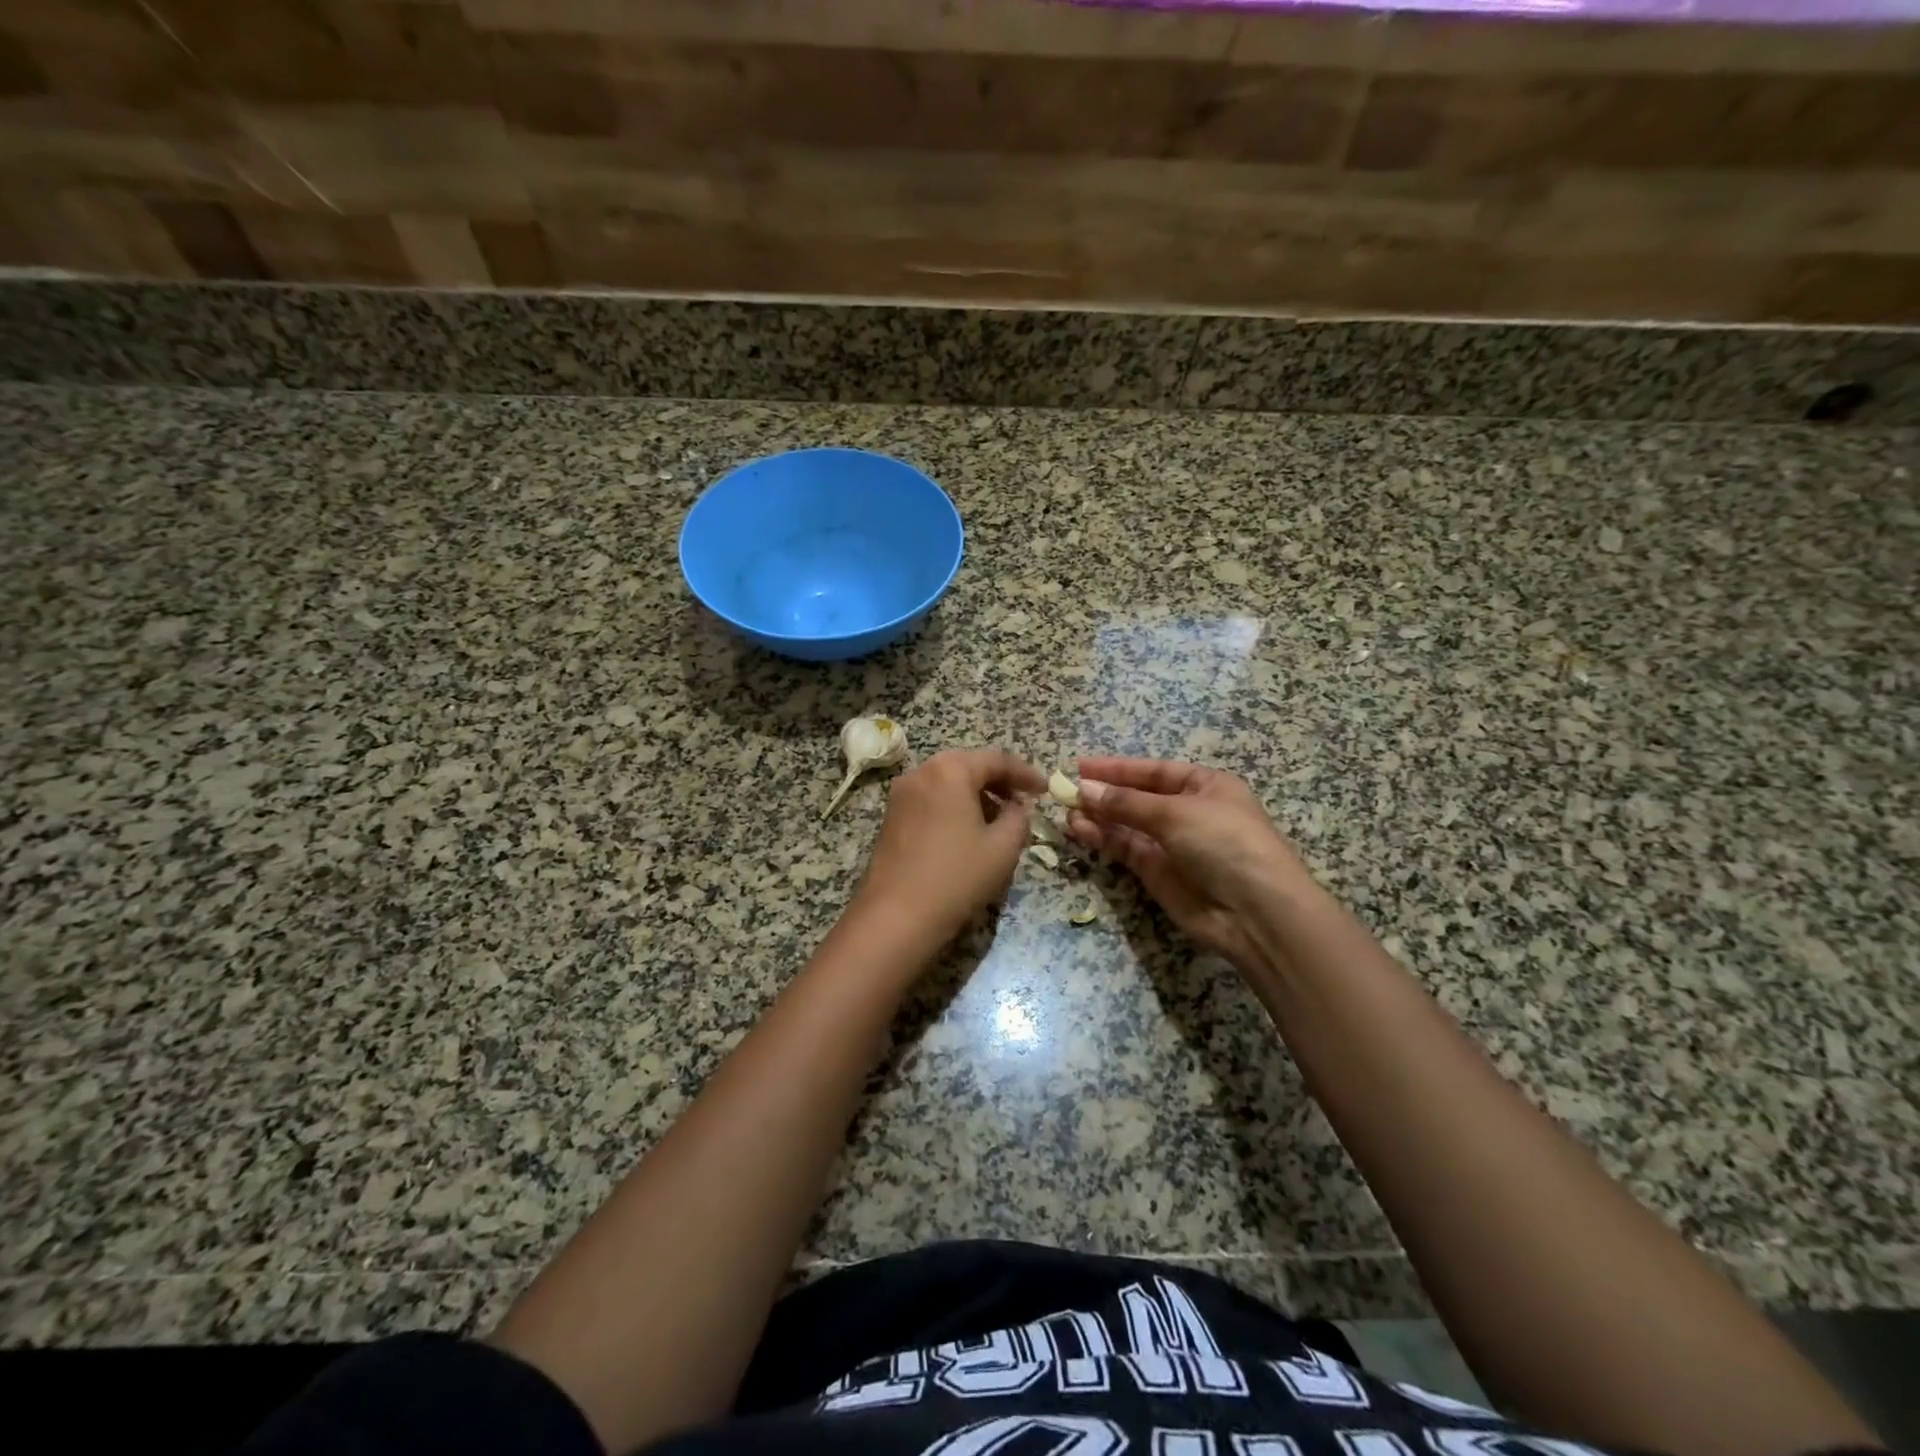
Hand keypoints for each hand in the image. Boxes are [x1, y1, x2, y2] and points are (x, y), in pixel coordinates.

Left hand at [845, 748, 1047, 958]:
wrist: (896, 916)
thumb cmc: (956, 876)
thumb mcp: (1003, 847)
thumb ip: (1018, 818)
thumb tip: (1015, 808)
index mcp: (949, 770)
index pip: (995, 760)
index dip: (1025, 773)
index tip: (1045, 790)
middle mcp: (920, 773)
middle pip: (967, 766)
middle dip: (998, 782)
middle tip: (1022, 801)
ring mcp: (901, 795)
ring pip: (947, 784)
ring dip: (975, 795)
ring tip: (998, 820)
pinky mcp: (891, 818)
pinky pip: (930, 800)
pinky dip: (953, 808)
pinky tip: (967, 833)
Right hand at [1066, 757, 1311, 975]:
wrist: (1254, 912)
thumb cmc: (1224, 843)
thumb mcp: (1176, 813)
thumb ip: (1126, 802)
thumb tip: (1083, 789)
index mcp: (1205, 786)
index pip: (1154, 772)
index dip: (1118, 769)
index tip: (1081, 766)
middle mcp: (1188, 812)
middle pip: (1138, 798)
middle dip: (1104, 794)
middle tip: (1065, 790)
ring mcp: (1172, 844)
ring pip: (1127, 825)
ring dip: (1098, 816)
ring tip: (1065, 811)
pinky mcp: (1158, 873)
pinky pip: (1125, 849)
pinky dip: (1103, 839)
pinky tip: (1078, 829)